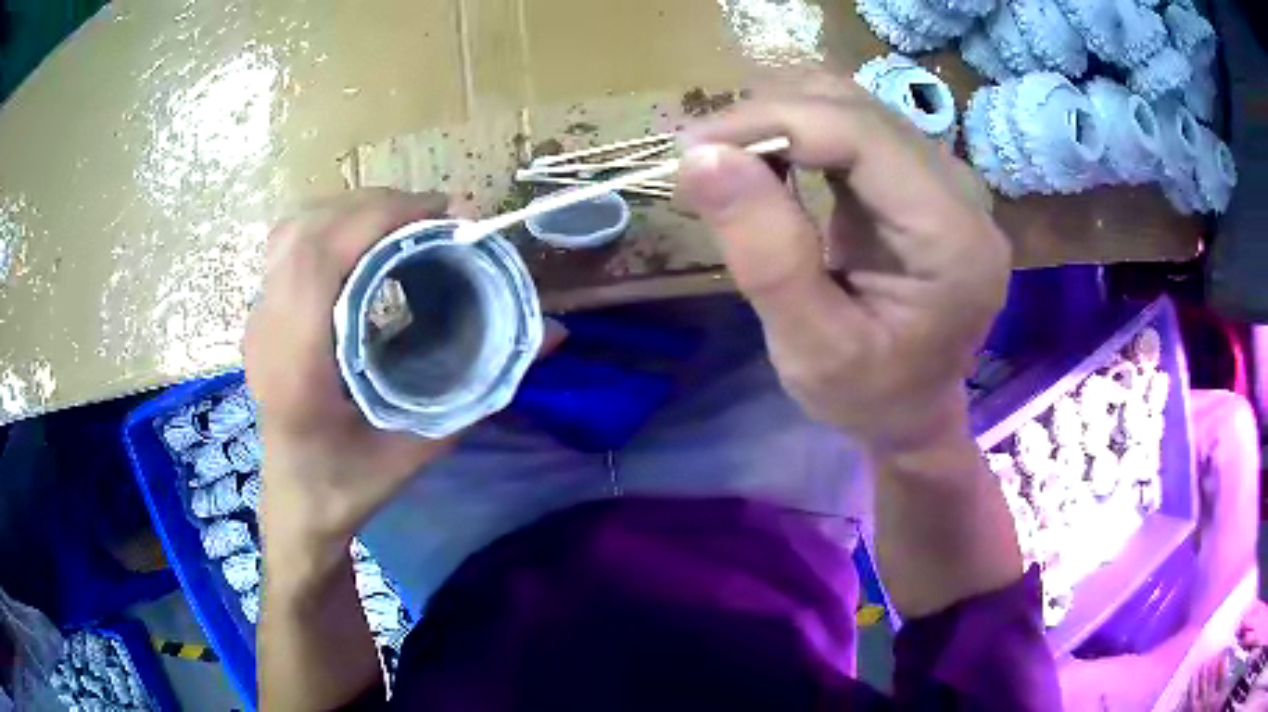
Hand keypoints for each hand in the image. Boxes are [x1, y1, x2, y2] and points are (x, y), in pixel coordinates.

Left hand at [244, 189, 455, 558]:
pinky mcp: (259, 315)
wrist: (296, 504)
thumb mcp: (420, 447)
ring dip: (351, 210)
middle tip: (435, 216)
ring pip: (294, 229)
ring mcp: (256, 319)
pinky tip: (364, 243)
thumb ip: (483, 390)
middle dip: (376, 205)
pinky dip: (330, 225)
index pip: (319, 258)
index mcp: (297, 367)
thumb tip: (553, 334)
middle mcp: (267, 332)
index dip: (379, 217)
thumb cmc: (351, 485)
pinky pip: (287, 246)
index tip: (441, 214)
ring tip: (403, 222)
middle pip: (307, 230)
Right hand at [678, 77, 1008, 453]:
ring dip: (781, 118)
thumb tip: (702, 157)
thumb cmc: (869, 396)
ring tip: (726, 159)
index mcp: (954, 240)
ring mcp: (944, 180)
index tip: (695, 148)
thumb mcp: (811, 349)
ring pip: (853, 106)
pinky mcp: (920, 178)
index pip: (863, 136)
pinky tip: (766, 160)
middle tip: (701, 158)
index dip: (776, 122)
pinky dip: (799, 131)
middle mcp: (961, 194)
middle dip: (770, 117)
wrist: (913, 411)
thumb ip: (766, 255)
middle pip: (858, 110)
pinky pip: (854, 126)